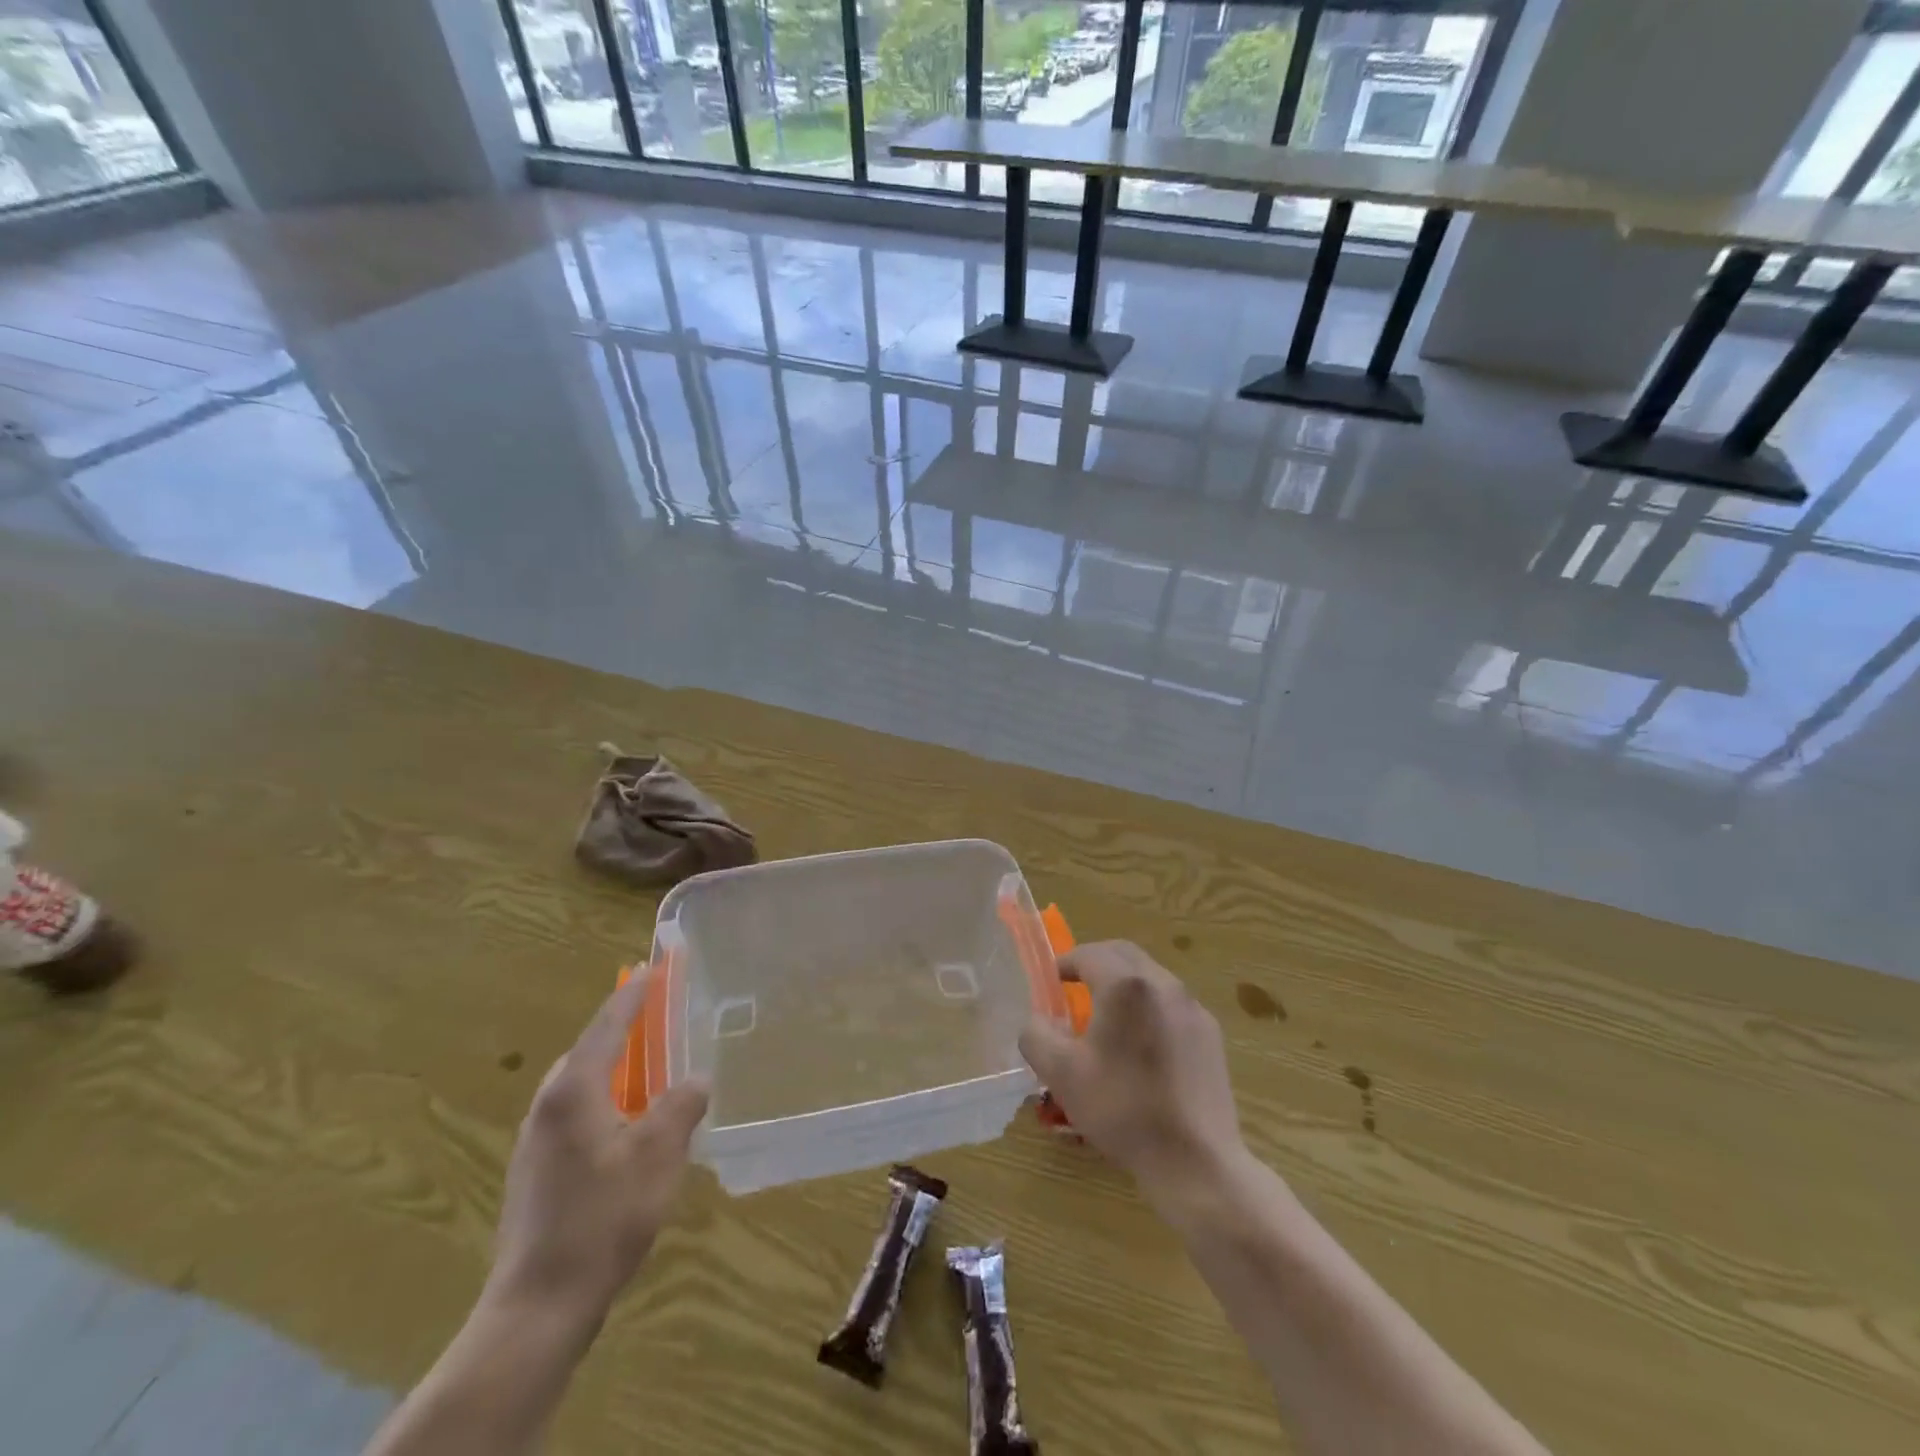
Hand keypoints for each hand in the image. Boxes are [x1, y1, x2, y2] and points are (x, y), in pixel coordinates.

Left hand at [486, 971, 708, 1331]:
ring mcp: (535, 1140)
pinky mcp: (535, 1170)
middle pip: (591, 1050)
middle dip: (625, 1031)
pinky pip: (576, 1114)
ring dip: (616, 1070)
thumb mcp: (659, 1154)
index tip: (653, 966)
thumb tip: (695, 1079)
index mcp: (575, 1089)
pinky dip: (606, 1102)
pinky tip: (629, 1130)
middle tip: (661, 1020)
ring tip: (652, 1074)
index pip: (608, 1024)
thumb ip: (681, 1105)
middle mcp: (548, 1104)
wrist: (537, 1306)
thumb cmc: (602, 1217)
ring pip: (582, 1085)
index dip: (634, 993)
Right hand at [1020, 941, 1244, 1196]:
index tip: (1051, 981)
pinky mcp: (1211, 1034)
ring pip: (1151, 977)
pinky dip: (1149, 1007)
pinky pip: (1172, 1004)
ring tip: (1107, 1017)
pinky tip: (1142, 1046)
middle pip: (1124, 954)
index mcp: (1125, 986)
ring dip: (1124, 985)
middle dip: (1096, 963)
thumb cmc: (1122, 1109)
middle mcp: (1163, 984)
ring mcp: (1193, 1008)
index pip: (1089, 954)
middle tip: (1075, 986)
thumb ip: (1036, 1036)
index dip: (1066, 962)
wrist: (1196, 1160)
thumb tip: (1037, 1021)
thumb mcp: (1061, 1074)